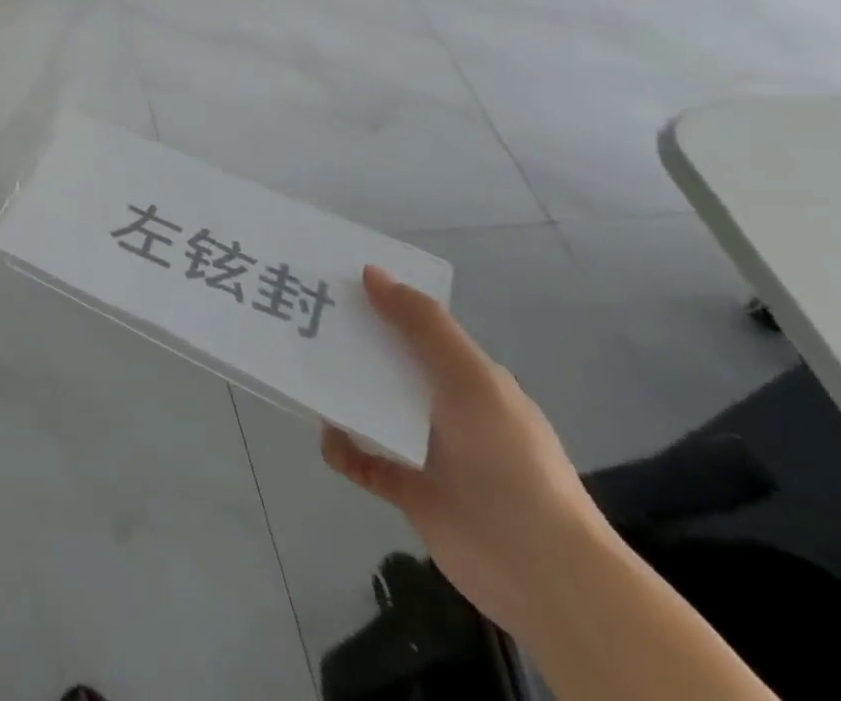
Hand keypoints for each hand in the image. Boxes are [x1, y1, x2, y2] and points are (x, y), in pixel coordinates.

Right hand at [321, 266, 612, 636]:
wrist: (539, 568)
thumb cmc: (509, 458)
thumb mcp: (471, 379)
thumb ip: (423, 325)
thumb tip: (371, 272)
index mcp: (467, 380)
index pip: (416, 331)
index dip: (379, 305)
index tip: (333, 284)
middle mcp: (445, 410)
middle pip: (386, 365)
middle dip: (348, 345)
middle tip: (301, 322)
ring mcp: (426, 451)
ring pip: (369, 408)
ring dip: (338, 393)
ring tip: (300, 373)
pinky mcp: (407, 489)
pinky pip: (361, 460)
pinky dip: (341, 447)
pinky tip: (329, 437)